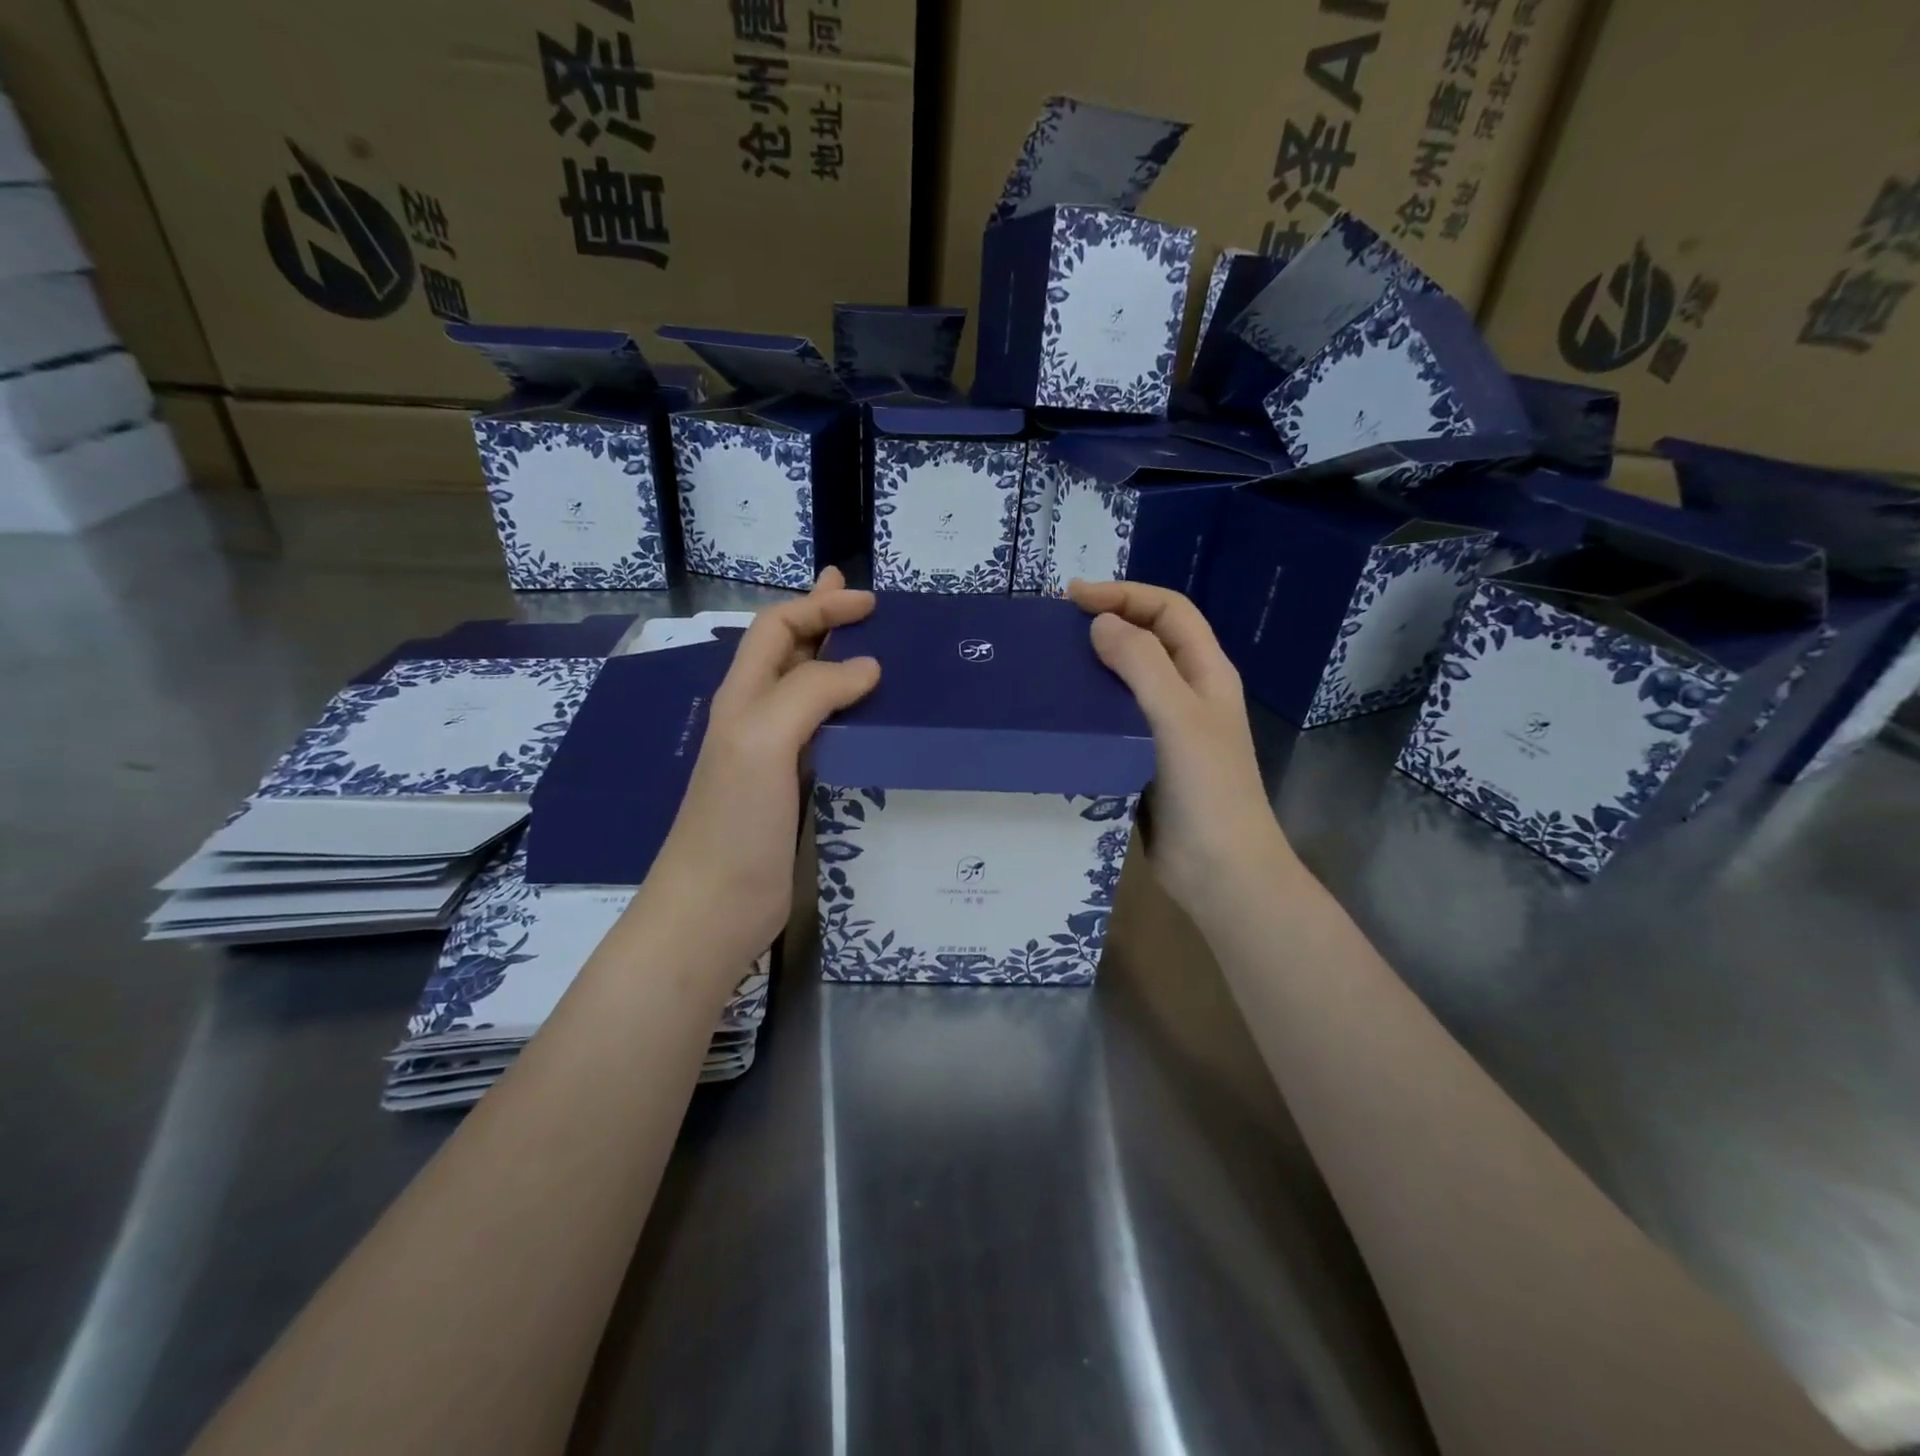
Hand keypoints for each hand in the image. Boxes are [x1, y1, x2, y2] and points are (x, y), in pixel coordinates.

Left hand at [642, 568, 879, 966]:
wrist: (715, 907)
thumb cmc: (735, 821)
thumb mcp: (764, 741)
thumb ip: (811, 693)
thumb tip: (867, 667)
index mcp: (743, 697)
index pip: (777, 628)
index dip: (819, 607)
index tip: (870, 604)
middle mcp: (756, 717)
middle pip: (788, 652)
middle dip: (822, 620)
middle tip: (863, 603)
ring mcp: (773, 755)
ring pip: (807, 691)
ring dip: (836, 663)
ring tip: (875, 653)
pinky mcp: (792, 789)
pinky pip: (824, 734)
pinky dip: (848, 712)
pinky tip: (869, 720)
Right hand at [1067, 579, 1295, 923]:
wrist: (1218, 869)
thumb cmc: (1205, 787)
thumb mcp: (1176, 715)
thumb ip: (1141, 663)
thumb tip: (1101, 623)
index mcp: (1206, 672)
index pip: (1168, 611)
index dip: (1125, 595)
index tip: (1074, 598)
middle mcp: (1187, 694)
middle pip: (1147, 641)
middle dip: (1106, 625)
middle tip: (1055, 630)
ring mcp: (1166, 730)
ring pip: (1127, 683)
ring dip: (1093, 669)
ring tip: (1050, 669)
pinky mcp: (1144, 761)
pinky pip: (1114, 722)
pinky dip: (1089, 710)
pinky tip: (1060, 717)